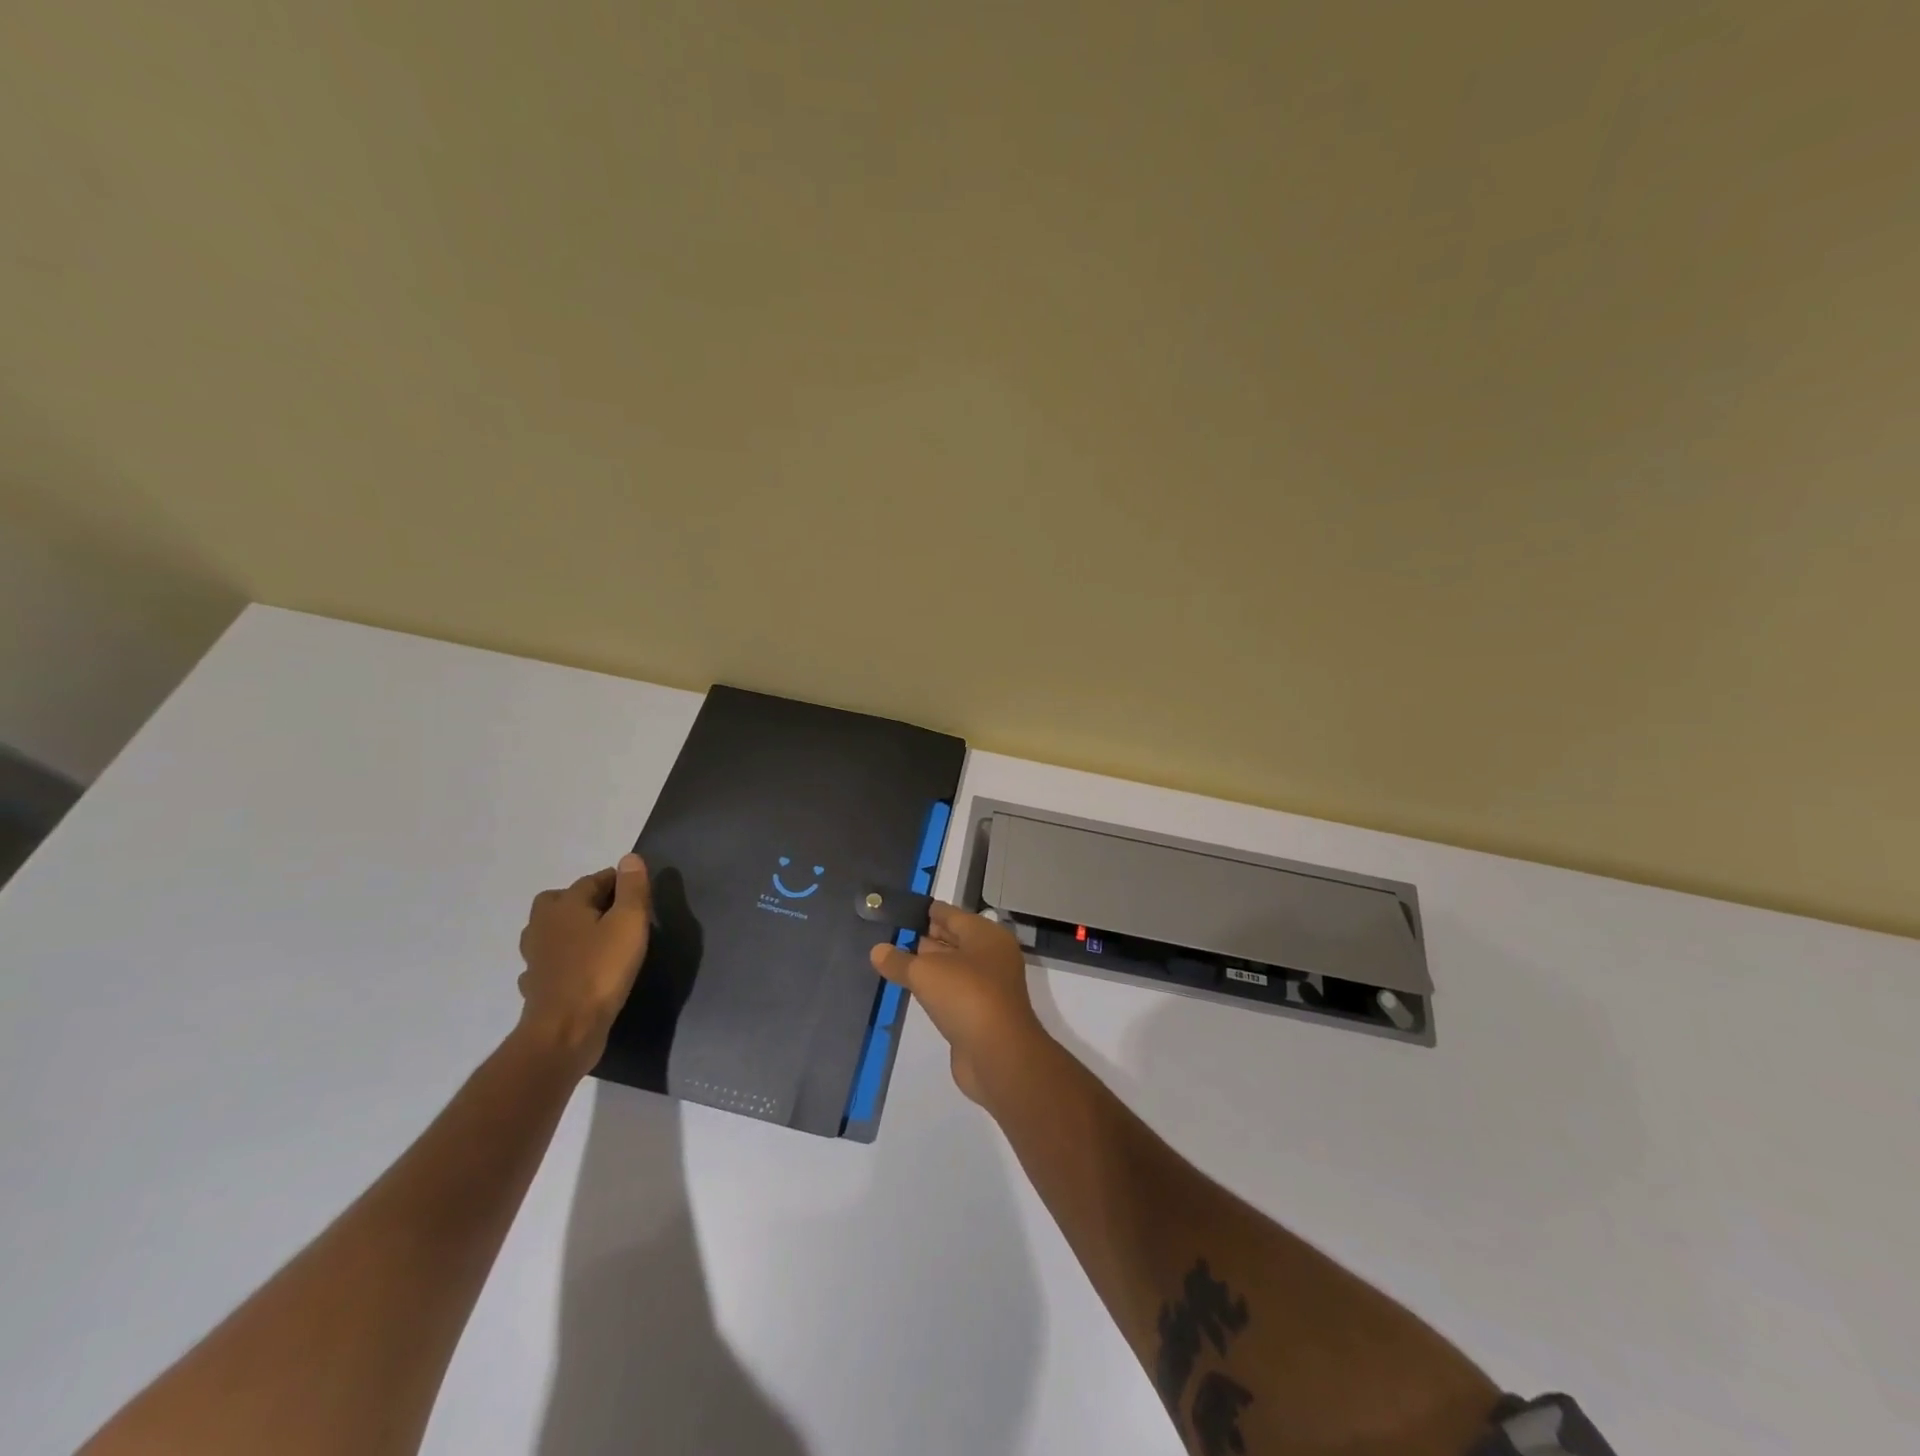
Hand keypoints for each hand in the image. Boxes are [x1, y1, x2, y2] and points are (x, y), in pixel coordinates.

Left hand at [517, 853, 651, 1067]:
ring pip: (550, 931)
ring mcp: (534, 957)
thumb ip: (632, 888)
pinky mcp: (535, 985)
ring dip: (570, 929)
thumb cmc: (602, 969)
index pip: (593, 880)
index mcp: (564, 905)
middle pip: (561, 900)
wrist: (566, 1029)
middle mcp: (542, 925)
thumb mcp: (630, 923)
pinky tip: (578, 969)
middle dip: (585, 900)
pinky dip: (562, 960)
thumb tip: (629, 858)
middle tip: (614, 912)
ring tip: (598, 939)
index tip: (638, 890)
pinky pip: (548, 962)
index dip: (617, 881)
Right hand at [871, 903, 1049, 1104]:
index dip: (927, 912)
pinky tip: (915, 990)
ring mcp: (989, 986)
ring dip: (930, 965)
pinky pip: (954, 992)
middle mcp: (991, 955)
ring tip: (898, 960)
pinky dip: (936, 989)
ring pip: (954, 967)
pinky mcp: (982, 1013)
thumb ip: (899, 960)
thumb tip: (877, 950)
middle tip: (895, 934)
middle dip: (927, 937)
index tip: (903, 910)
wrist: (999, 1054)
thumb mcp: (925, 973)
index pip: (951, 915)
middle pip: (955, 939)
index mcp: (985, 935)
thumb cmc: (965, 996)